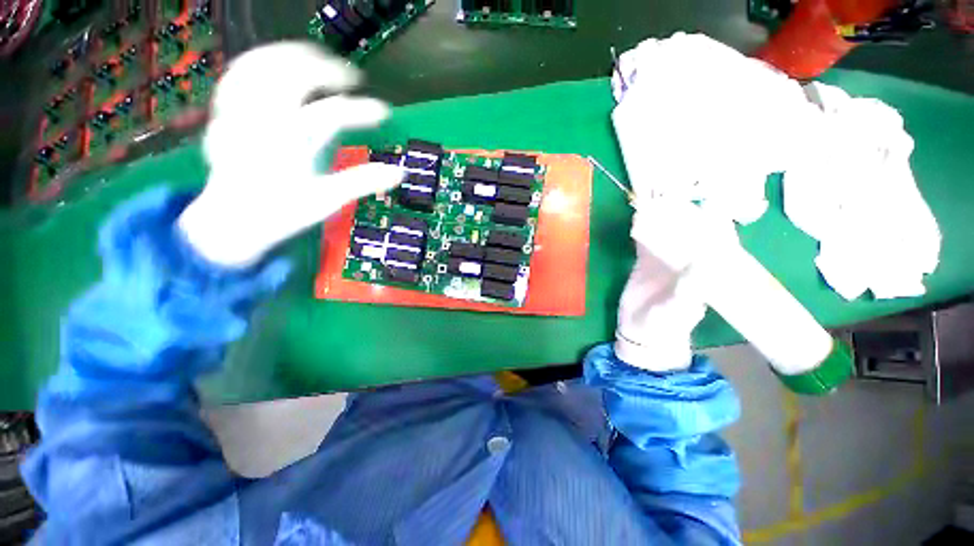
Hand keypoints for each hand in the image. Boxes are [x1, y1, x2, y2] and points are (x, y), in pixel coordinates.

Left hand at [178, 42, 405, 266]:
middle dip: (326, 70)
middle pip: (293, 76)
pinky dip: (260, 63)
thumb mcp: (327, 200)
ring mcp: (239, 112)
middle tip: (352, 77)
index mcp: (289, 143)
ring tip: (317, 59)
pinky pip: (238, 74)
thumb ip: (362, 182)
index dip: (361, 110)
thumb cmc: (281, 212)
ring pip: (261, 66)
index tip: (383, 111)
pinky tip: (276, 64)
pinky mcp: (225, 113)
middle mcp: (262, 120)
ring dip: (293, 56)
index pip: (330, 115)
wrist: (231, 221)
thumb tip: (400, 172)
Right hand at [615, 198, 736, 371]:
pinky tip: (638, 216)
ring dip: (663, 216)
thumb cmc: (664, 325)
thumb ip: (690, 289)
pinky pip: (645, 239)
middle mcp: (688, 260)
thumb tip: (704, 260)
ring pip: (668, 231)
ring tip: (658, 198)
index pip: (719, 241)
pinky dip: (642, 227)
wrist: (638, 331)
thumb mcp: (679, 310)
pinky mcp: (644, 260)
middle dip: (687, 212)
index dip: (717, 221)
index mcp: (707, 271)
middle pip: (692, 231)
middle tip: (679, 193)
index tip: (712, 203)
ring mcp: (665, 258)